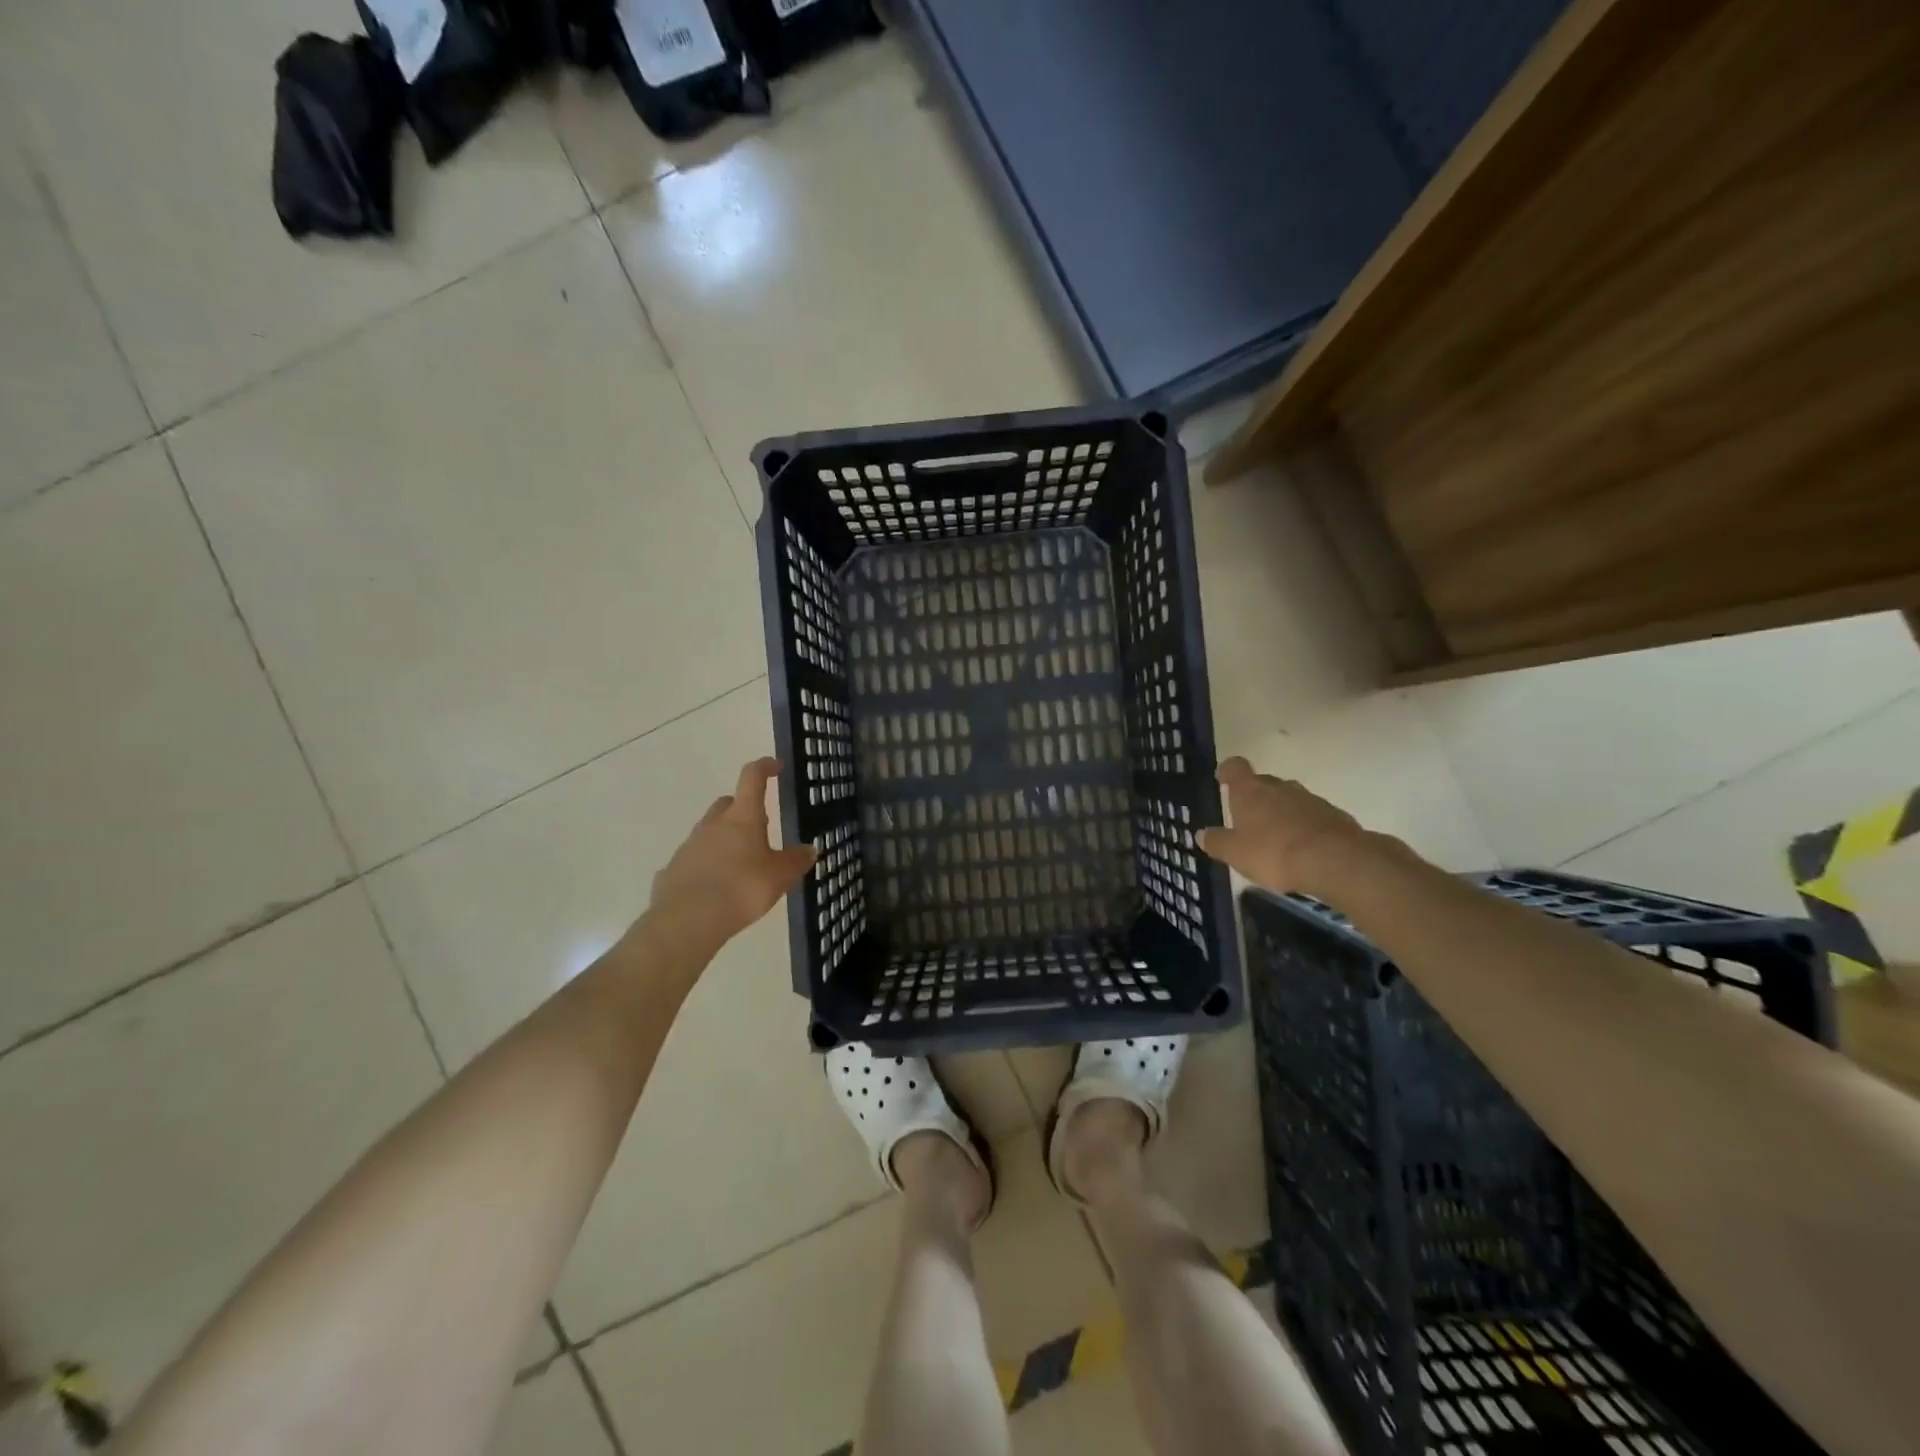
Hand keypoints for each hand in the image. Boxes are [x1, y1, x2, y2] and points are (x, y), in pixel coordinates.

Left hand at [644, 758, 816, 953]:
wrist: (687, 921)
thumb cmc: (741, 889)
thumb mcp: (780, 877)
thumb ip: (796, 861)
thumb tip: (809, 849)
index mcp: (742, 818)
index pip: (752, 778)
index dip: (765, 767)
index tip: (775, 765)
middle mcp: (713, 824)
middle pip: (727, 804)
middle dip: (742, 808)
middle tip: (760, 826)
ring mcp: (689, 846)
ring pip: (709, 832)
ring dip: (725, 838)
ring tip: (741, 863)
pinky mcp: (673, 870)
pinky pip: (694, 860)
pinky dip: (707, 865)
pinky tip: (716, 887)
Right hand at [1197, 757, 1369, 896]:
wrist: (1334, 861)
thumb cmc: (1274, 852)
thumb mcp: (1235, 853)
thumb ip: (1216, 842)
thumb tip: (1201, 834)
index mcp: (1250, 791)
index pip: (1235, 767)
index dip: (1227, 771)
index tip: (1222, 779)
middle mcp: (1279, 787)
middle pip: (1262, 783)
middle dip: (1255, 797)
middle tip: (1247, 820)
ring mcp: (1309, 798)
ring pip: (1288, 799)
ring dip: (1281, 812)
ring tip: (1275, 838)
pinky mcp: (1333, 815)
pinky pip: (1311, 815)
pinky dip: (1303, 826)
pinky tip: (1302, 848)